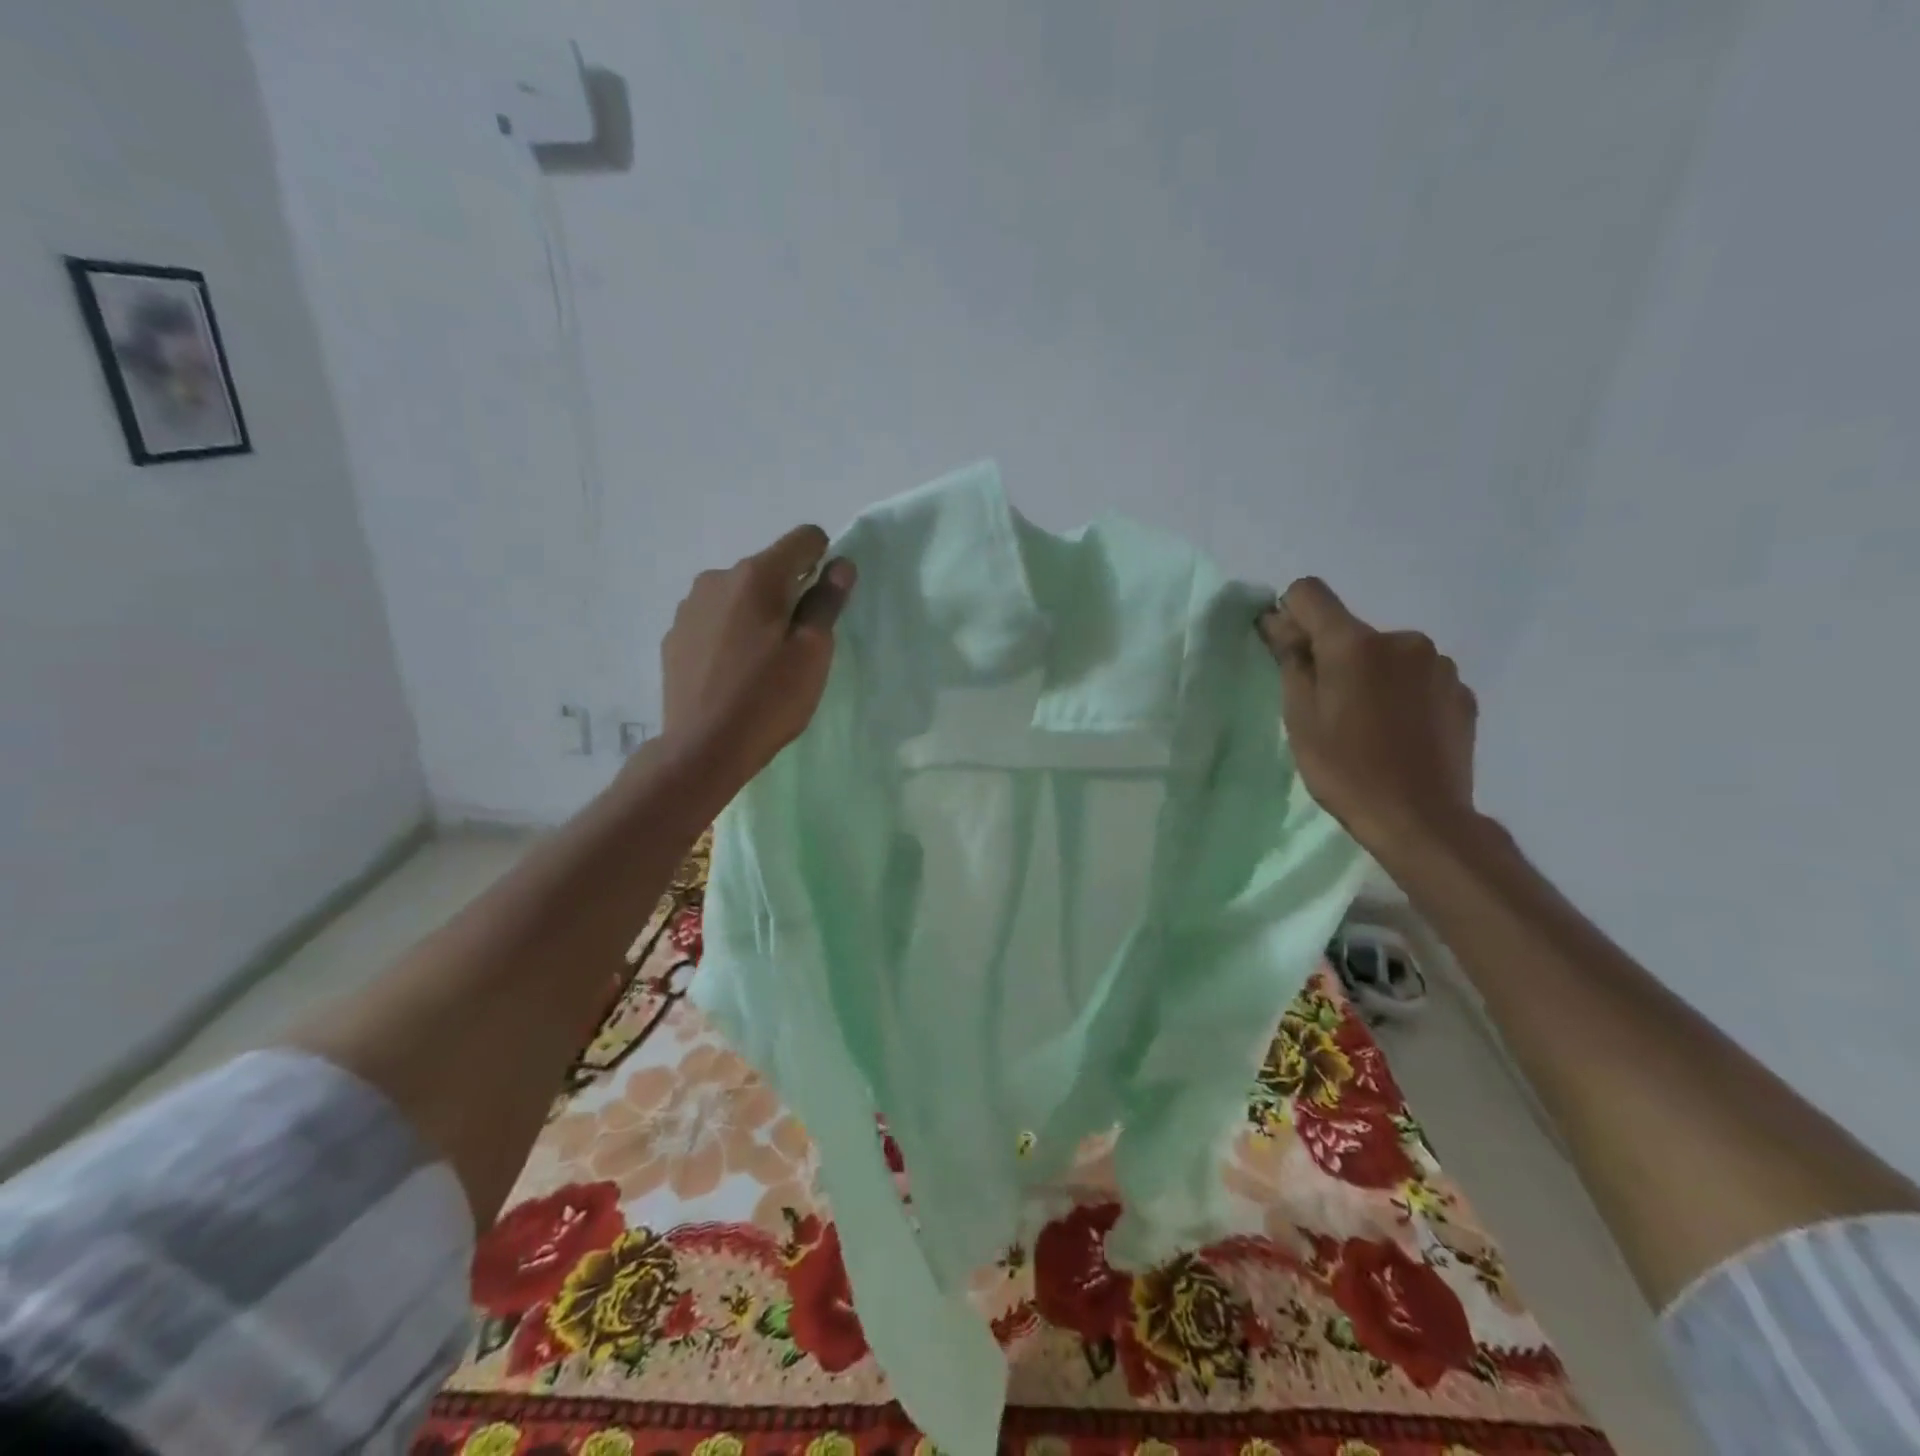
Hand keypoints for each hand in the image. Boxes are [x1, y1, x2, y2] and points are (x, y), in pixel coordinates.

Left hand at [658, 525, 855, 789]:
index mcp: (757, 576)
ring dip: (756, 613)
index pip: (803, 539)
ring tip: (761, 661)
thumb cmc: (769, 698)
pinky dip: (729, 633)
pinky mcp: (674, 635)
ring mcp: (690, 606)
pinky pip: (714, 619)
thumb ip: (827, 602)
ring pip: (738, 594)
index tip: (825, 599)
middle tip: (796, 644)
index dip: (824, 559)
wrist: (703, 747)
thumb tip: (840, 565)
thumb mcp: (813, 652)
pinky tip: (731, 672)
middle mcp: (718, 578)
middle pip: (768, 568)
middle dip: (789, 592)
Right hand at [1258, 578, 1477, 858]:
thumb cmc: (1345, 770)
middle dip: (1333, 656)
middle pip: (1351, 631)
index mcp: (1355, 644)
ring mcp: (1439, 665)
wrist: (1421, 819)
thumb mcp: (1300, 718)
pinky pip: (1418, 678)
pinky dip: (1402, 694)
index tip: (1287, 651)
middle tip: (1327, 708)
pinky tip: (1399, 733)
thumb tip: (1277, 622)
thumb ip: (1290, 661)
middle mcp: (1402, 639)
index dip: (1289, 614)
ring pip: (1387, 655)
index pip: (1310, 593)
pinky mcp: (1462, 691)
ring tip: (1367, 724)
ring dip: (1371, 675)